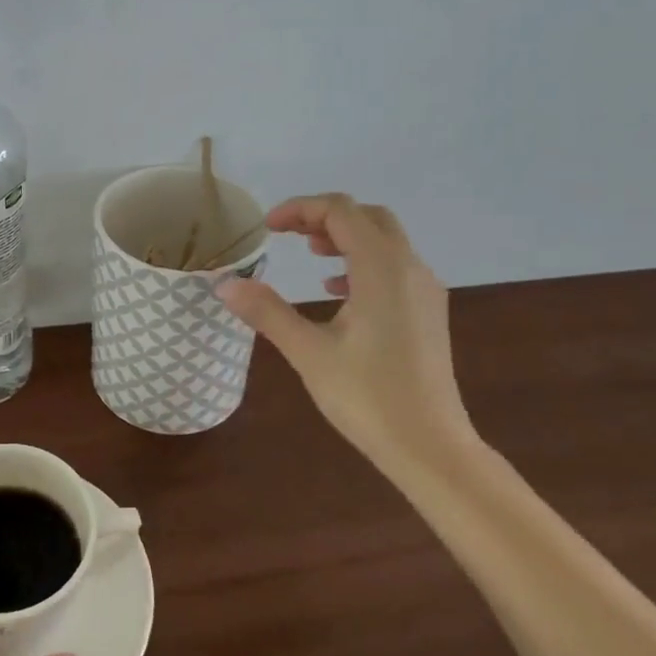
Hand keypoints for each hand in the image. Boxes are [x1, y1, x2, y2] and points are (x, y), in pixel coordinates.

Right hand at [218, 194, 478, 481]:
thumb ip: (266, 311)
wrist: (431, 447)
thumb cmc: (368, 397)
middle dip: (324, 217)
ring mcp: (425, 290)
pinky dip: (363, 261)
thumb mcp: (308, 351)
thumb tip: (224, 283)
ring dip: (346, 236)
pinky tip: (338, 291)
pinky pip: (395, 266)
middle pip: (367, 217)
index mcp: (382, 268)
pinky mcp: (429, 313)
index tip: (267, 228)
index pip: (340, 211)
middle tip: (287, 234)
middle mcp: (410, 268)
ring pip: (385, 240)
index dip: (300, 209)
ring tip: (310, 253)